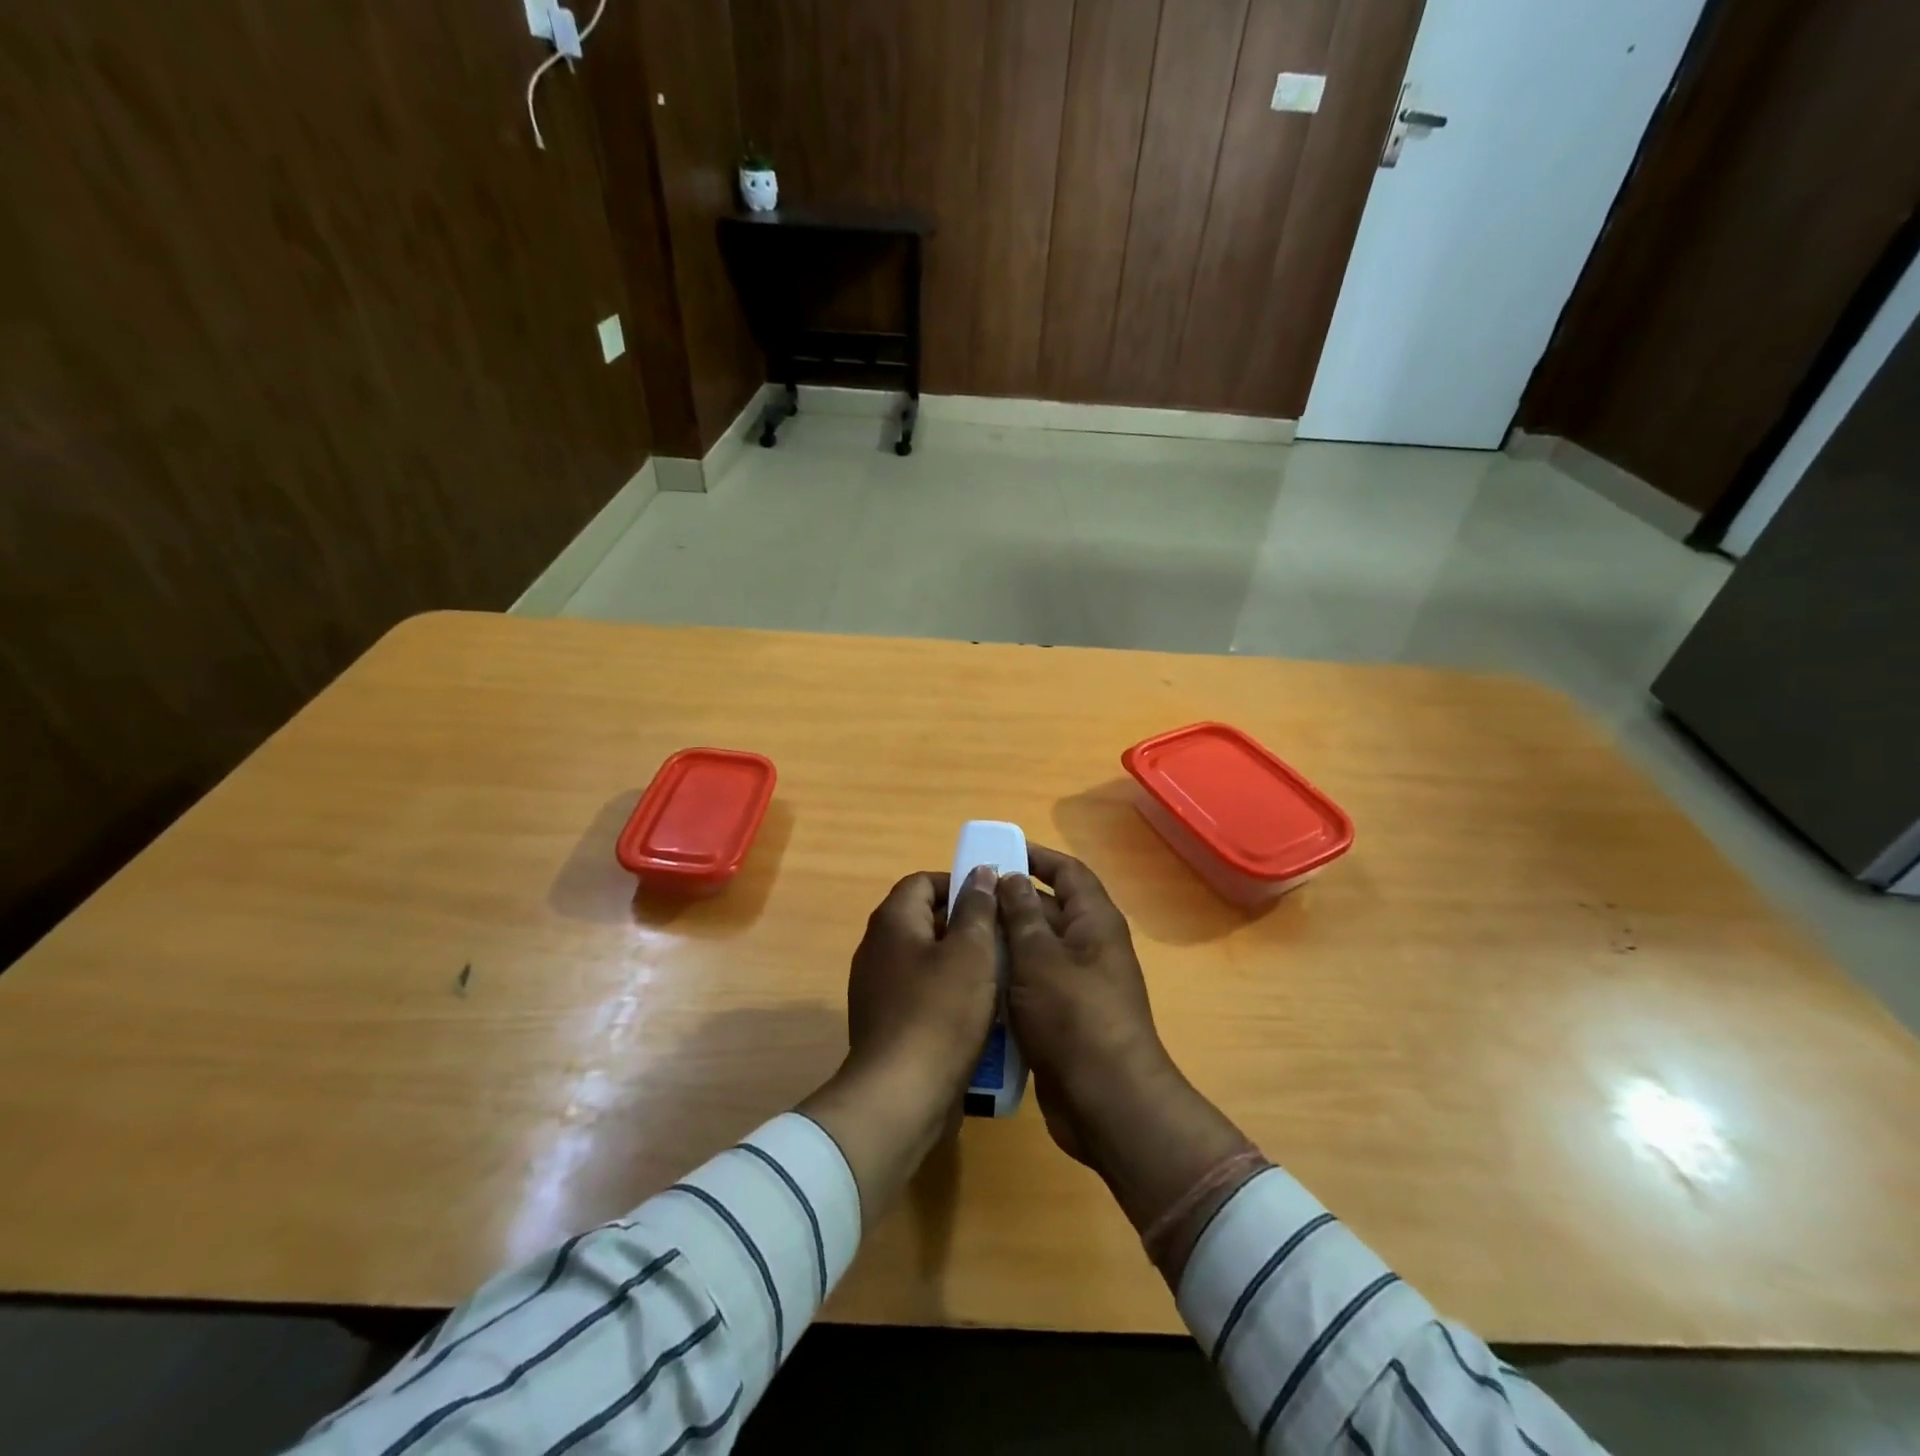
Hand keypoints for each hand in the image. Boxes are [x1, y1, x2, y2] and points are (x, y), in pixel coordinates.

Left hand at [799, 866, 998, 1225]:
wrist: (900, 1097)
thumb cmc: (940, 1013)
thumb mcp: (971, 952)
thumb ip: (978, 908)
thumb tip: (980, 873)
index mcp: (892, 921)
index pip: (924, 881)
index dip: (960, 884)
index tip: (994, 902)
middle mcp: (877, 948)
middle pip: (925, 919)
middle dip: (966, 925)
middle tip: (1004, 939)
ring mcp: (878, 988)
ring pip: (927, 959)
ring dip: (962, 963)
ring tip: (1000, 975)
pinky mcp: (886, 1023)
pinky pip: (922, 994)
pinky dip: (949, 995)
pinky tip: (980, 1014)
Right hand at [998, 846, 1254, 1267]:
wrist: (1105, 1102)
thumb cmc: (1073, 1016)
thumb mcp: (1039, 956)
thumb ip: (1021, 914)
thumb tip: (1010, 876)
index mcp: (1094, 921)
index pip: (1067, 872)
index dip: (1036, 857)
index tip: (997, 851)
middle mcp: (1090, 946)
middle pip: (1048, 908)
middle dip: (1009, 901)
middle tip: (962, 898)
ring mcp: (1078, 984)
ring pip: (1035, 949)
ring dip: (1003, 942)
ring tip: (959, 936)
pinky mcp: (1063, 1017)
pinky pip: (1031, 984)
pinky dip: (1007, 978)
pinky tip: (973, 980)